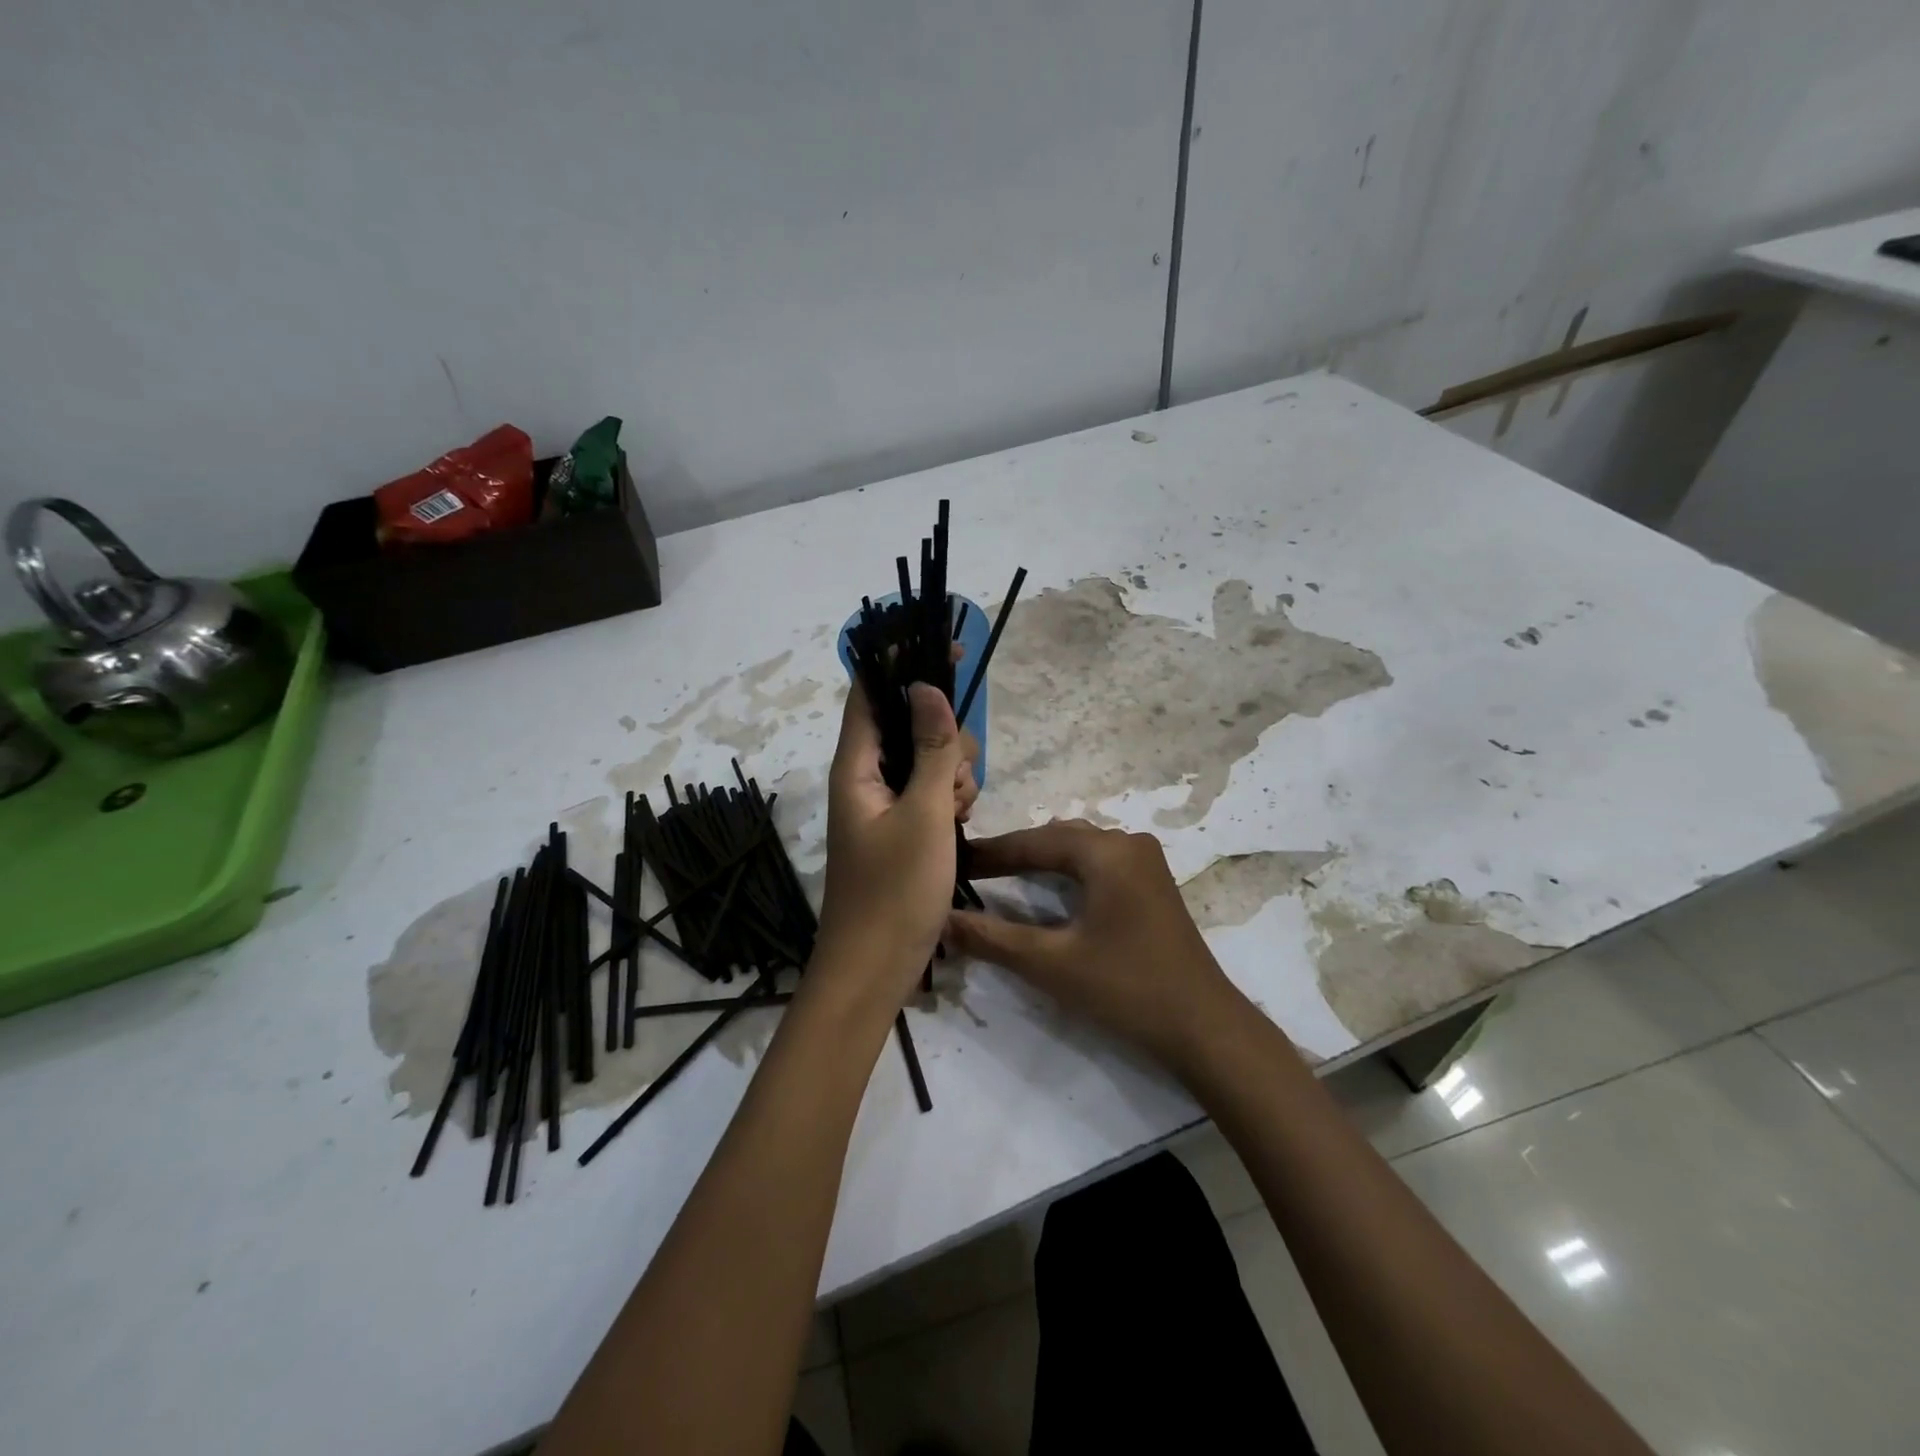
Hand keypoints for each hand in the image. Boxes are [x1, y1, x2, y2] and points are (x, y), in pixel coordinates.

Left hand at [814, 677, 979, 1000]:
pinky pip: (930, 792)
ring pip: (927, 759)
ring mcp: (884, 803)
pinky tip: (957, 829)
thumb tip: (926, 684)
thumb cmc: (895, 892)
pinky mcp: (901, 826)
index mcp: (855, 765)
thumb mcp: (923, 813)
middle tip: (951, 784)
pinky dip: (949, 801)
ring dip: (951, 775)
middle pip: (910, 723)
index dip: (905, 662)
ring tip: (954, 817)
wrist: (875, 970)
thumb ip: (929, 748)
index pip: (871, 691)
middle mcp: (865, 776)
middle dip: (944, 740)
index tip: (949, 650)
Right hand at [945, 820, 1244, 1073]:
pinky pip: (1098, 863)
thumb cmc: (1125, 988)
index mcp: (1107, 851)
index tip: (952, 862)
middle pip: (1057, 839)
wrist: (1203, 1027)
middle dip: (1013, 853)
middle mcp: (1128, 843)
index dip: (990, 853)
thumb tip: (942, 919)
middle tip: (971, 872)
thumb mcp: (1051, 963)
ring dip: (1040, 860)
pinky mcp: (1152, 884)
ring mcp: (1145, 862)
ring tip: (1000, 876)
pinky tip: (1047, 889)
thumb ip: (992, 938)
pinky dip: (1066, 872)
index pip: (1034, 841)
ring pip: (1079, 848)